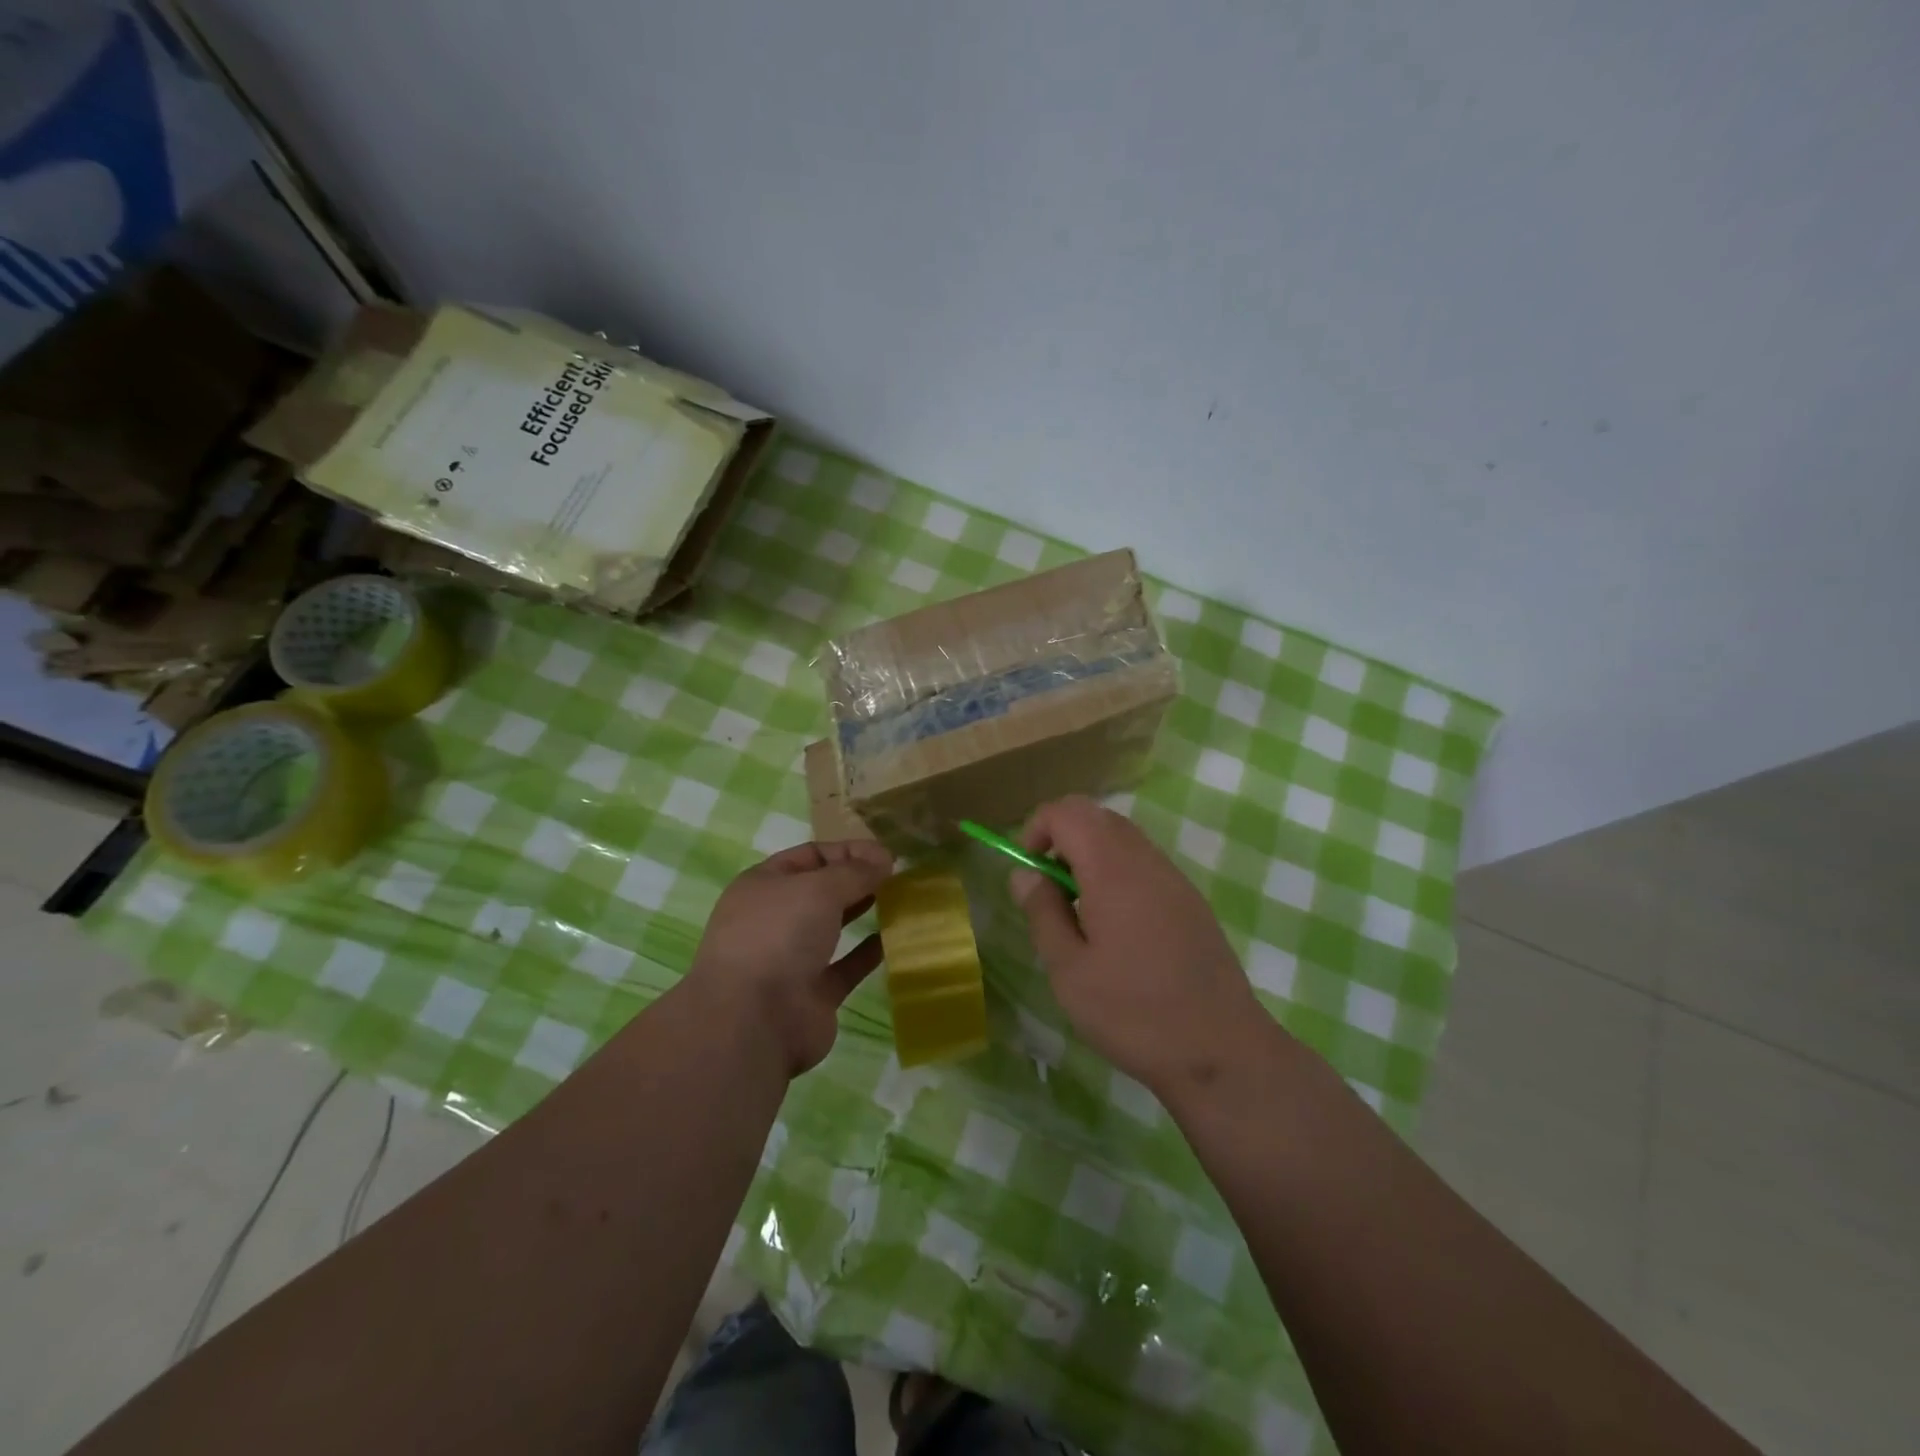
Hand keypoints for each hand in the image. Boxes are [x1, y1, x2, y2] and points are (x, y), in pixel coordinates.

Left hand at [687, 839, 894, 1075]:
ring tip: (902, 902)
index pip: (811, 855)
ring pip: (834, 927)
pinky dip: (868, 952)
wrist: (755, 1022)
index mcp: (764, 885)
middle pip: (822, 890)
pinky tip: (895, 939)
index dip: (849, 851)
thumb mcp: (819, 889)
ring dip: (864, 913)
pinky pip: (846, 965)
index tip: (887, 856)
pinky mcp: (813, 994)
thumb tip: (885, 859)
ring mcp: (792, 958)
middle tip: (900, 877)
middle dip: (858, 880)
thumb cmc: (779, 937)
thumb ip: (855, 871)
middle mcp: (775, 919)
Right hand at [1011, 796, 1265, 1093]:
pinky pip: (1144, 863)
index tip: (1027, 871)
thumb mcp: (1069, 970)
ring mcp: (1174, 879)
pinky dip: (1116, 872)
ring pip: (1123, 838)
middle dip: (1062, 838)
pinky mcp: (1190, 901)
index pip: (1068, 811)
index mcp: (1112, 869)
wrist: (1221, 1051)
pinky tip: (1115, 927)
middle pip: (1096, 816)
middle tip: (1048, 891)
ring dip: (1089, 855)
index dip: (1037, 828)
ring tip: (1078, 912)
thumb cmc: (1134, 1013)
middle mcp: (1146, 861)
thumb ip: (1043, 912)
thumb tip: (1025, 873)